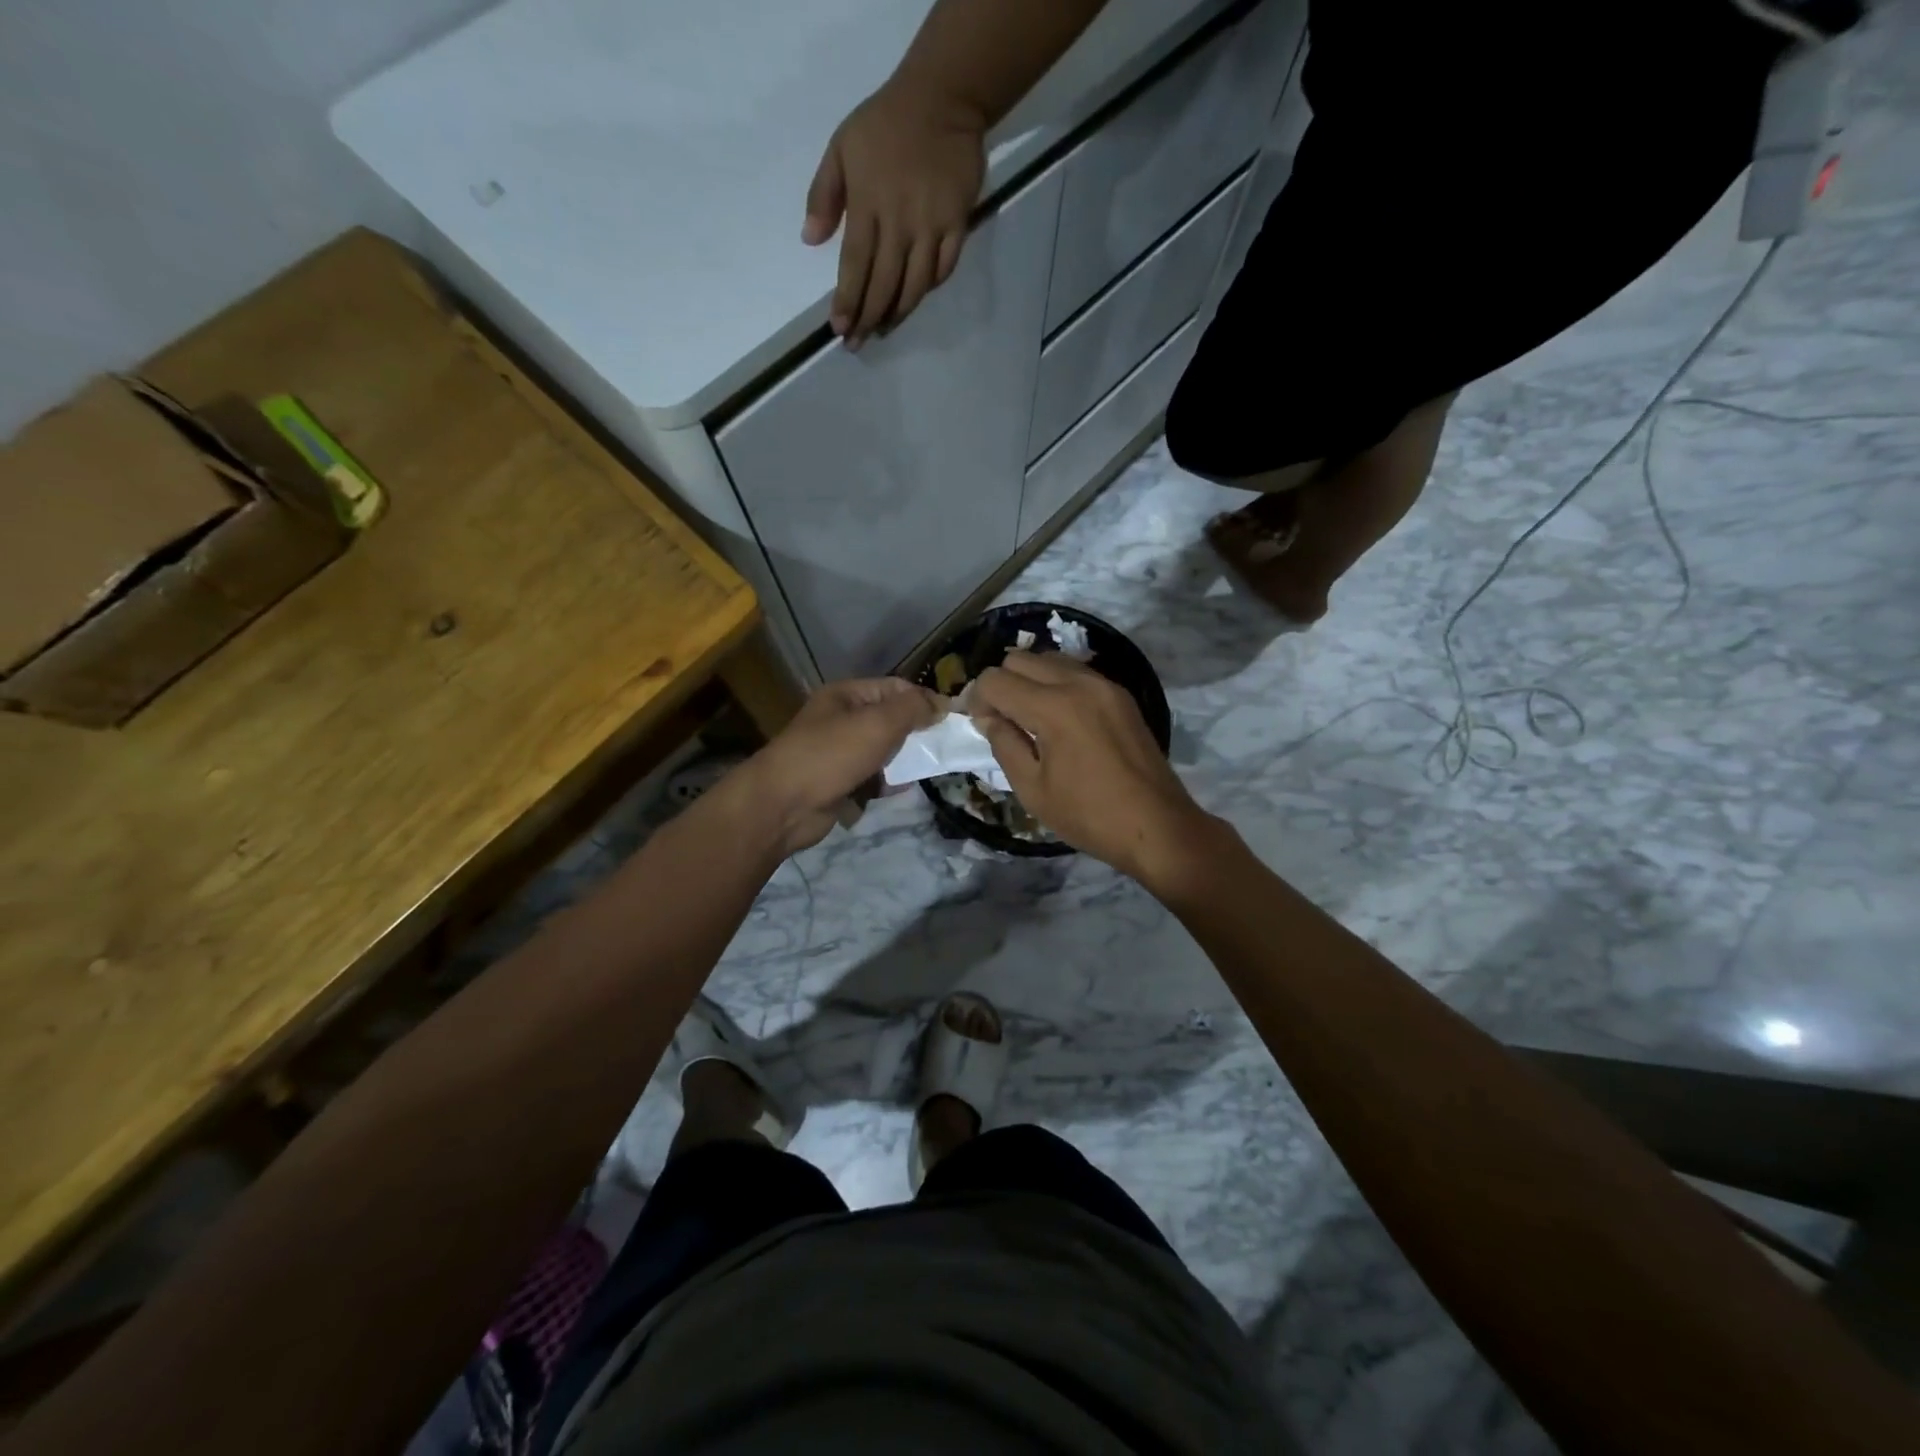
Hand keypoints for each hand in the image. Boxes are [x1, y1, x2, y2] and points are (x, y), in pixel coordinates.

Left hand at [743, 677, 942, 854]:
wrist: (783, 805)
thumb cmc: (831, 755)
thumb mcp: (877, 723)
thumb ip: (912, 709)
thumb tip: (940, 705)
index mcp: (847, 695)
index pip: (896, 688)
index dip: (924, 700)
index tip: (952, 719)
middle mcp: (843, 719)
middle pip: (891, 719)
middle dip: (918, 731)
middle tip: (946, 746)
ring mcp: (840, 752)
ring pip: (885, 750)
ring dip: (906, 758)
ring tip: (932, 766)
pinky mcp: (841, 782)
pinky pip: (875, 777)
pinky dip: (890, 781)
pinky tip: (906, 786)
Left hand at [803, 81, 984, 346]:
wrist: (942, 98)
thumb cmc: (885, 123)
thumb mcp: (841, 146)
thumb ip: (823, 194)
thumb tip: (810, 240)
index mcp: (868, 205)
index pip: (855, 266)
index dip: (847, 302)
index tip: (839, 330)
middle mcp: (900, 223)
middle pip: (883, 285)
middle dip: (868, 319)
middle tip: (858, 344)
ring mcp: (931, 227)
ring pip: (914, 286)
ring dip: (897, 314)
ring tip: (884, 330)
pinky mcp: (957, 226)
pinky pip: (943, 269)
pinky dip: (928, 289)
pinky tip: (914, 299)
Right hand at [972, 652, 1215, 883]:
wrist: (1157, 825)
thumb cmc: (1089, 815)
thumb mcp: (1032, 789)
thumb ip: (1004, 745)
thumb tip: (988, 718)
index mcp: (1054, 707)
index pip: (996, 680)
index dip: (978, 700)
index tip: (981, 726)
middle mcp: (1079, 683)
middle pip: (1020, 658)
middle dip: (1002, 684)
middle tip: (1002, 720)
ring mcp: (1105, 685)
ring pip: (1050, 659)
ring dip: (1030, 680)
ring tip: (1030, 718)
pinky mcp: (1121, 694)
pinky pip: (1076, 672)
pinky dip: (1056, 684)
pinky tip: (1059, 719)